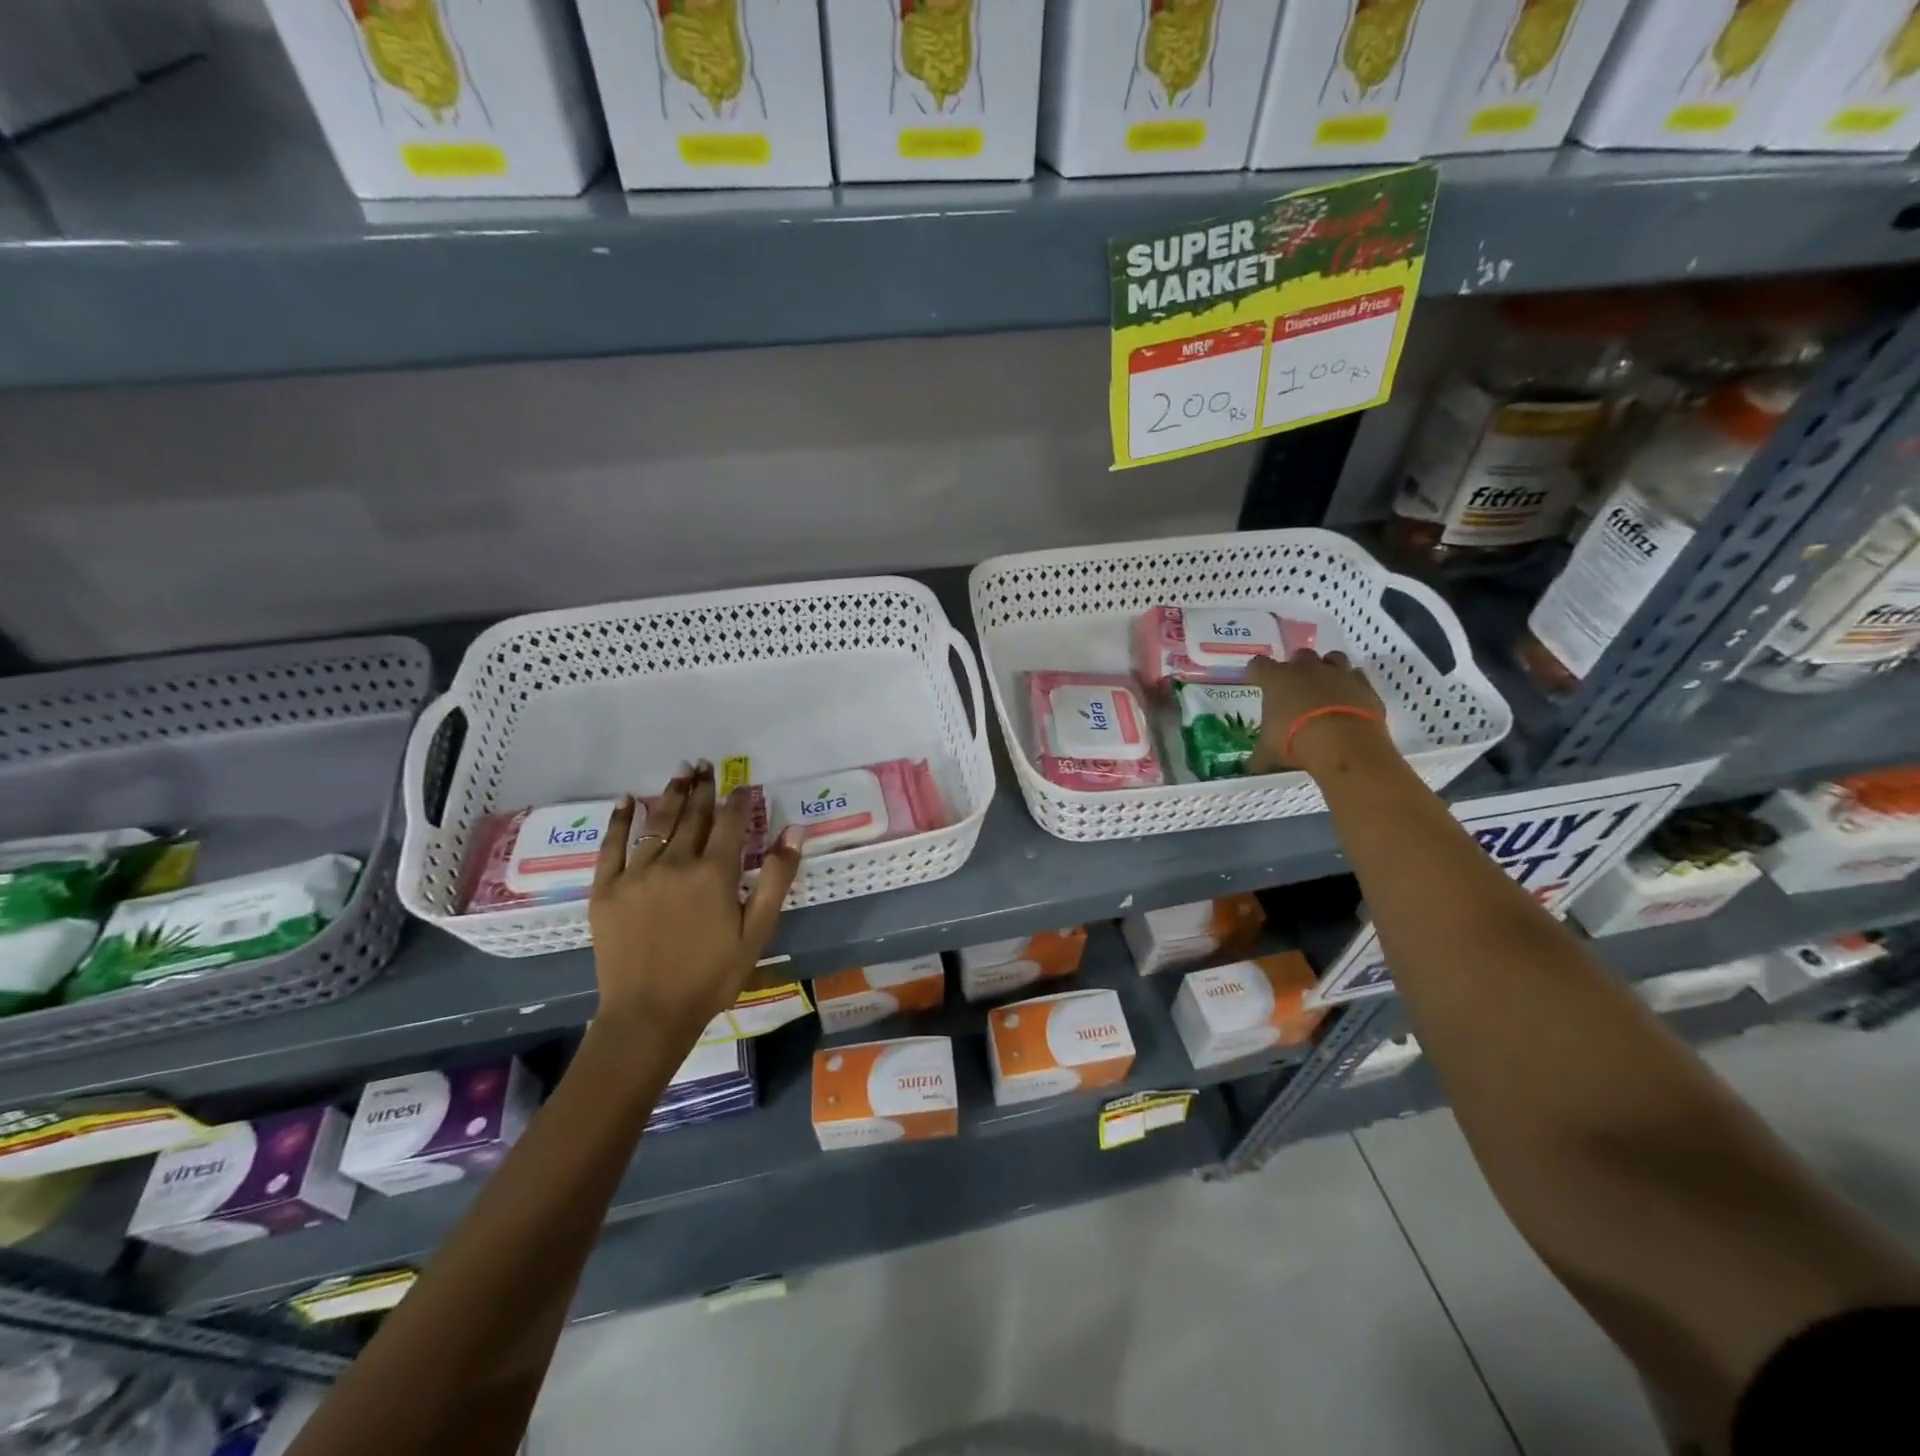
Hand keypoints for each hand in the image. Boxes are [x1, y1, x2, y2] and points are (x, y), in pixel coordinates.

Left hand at [587, 762, 802, 1043]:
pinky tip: (627, 800)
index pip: (729, 823)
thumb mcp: (756, 931)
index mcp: (714, 873)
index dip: (737, 800)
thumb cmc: (712, 976)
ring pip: (657, 823)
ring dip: (670, 794)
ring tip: (680, 771)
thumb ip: (775, 878)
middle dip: (702, 788)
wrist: (648, 1016)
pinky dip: (620, 820)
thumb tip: (794, 830)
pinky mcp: (606, 889)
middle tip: (705, 764)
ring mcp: (637, 873)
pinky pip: (612, 845)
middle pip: (692, 816)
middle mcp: (675, 863)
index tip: (742, 783)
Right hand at [1247, 650, 1389, 774]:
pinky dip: (1352, 684)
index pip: (1258, 665)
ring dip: (1327, 669)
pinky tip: (1349, 699)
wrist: (1344, 744)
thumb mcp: (1268, 753)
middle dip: (1297, 668)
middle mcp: (1306, 668)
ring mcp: (1338, 673)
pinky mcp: (1364, 685)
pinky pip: (1356, 676)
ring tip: (1325, 688)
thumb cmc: (1295, 742)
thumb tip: (1251, 766)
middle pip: (1299, 655)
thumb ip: (1259, 756)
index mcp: (1276, 679)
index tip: (1256, 682)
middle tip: (1296, 687)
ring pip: (1332, 658)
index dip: (1257, 673)